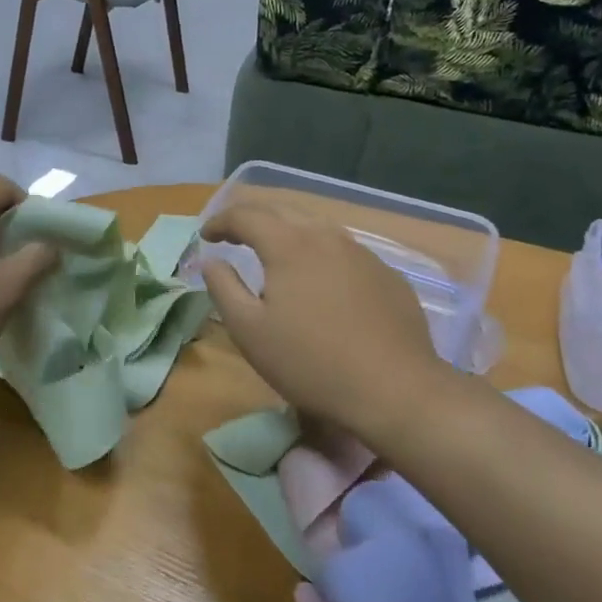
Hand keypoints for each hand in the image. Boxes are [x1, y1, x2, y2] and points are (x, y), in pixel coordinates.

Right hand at [200, 204, 455, 445]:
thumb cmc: (310, 362)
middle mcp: (327, 237)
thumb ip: (224, 288)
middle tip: (234, 236)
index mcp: (289, 244)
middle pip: (283, 211)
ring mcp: (363, 254)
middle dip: (253, 218)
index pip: (246, 215)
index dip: (220, 221)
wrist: (396, 391)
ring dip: (288, 232)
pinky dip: (320, 254)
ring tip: (274, 254)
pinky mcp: (387, 275)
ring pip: (317, 227)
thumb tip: (212, 261)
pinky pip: (344, 251)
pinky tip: (320, 282)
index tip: (206, 237)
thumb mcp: (249, 331)